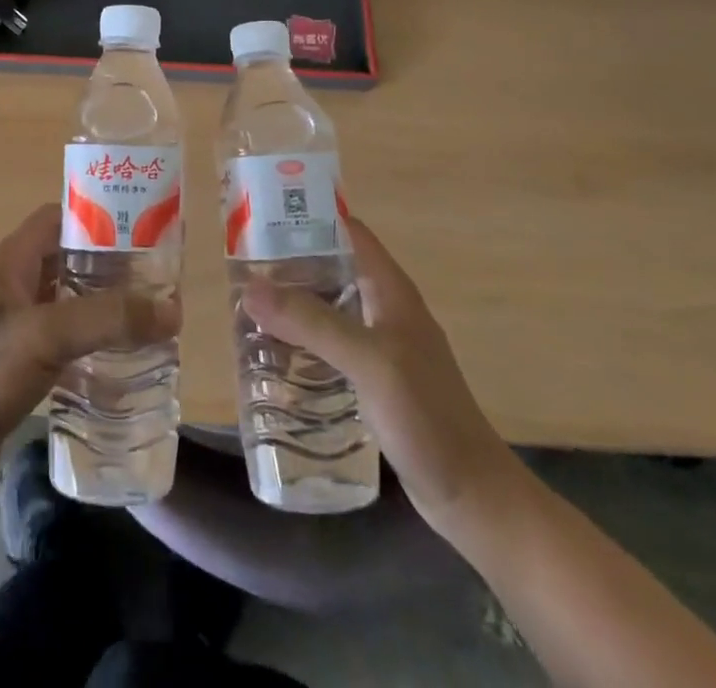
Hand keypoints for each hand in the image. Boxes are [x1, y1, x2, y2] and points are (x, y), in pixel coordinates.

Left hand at [0, 202, 179, 508]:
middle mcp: (11, 285)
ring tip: (149, 322)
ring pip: (68, 303)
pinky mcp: (16, 365)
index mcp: (10, 261)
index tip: (142, 231)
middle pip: (68, 260)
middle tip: (156, 284)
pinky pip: (62, 341)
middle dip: (111, 268)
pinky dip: (90, 344)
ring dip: (103, 309)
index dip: (98, 217)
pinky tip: (119, 363)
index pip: (59, 217)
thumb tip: (172, 308)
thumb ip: (108, 318)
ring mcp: (12, 327)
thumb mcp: (47, 336)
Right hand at [243, 218, 524, 538]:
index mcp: (391, 290)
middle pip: (332, 269)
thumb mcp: (368, 361)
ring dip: (293, 307)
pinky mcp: (374, 381)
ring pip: (328, 309)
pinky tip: (276, 358)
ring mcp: (381, 347)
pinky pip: (330, 346)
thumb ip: (312, 323)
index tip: (262, 219)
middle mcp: (385, 309)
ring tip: (248, 311)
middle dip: (289, 266)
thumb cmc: (426, 417)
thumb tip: (250, 288)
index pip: (348, 231)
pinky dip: (303, 343)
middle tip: (242, 270)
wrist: (472, 497)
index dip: (309, 218)